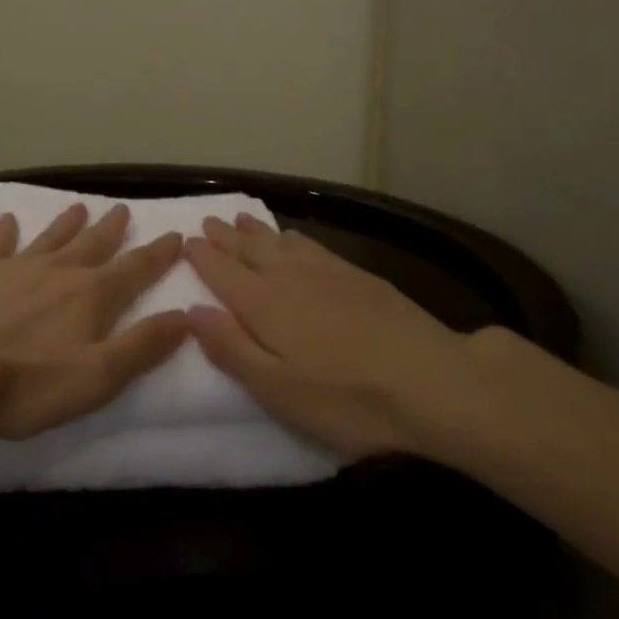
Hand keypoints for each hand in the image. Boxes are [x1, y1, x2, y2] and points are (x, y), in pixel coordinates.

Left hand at [0, 203, 189, 439]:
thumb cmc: (27, 383)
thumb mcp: (97, 377)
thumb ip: (142, 346)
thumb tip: (185, 315)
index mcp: (92, 295)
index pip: (135, 269)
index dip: (158, 253)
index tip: (176, 235)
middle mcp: (60, 271)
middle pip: (94, 244)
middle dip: (113, 229)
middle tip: (124, 209)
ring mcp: (17, 267)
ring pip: (51, 237)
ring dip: (67, 222)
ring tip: (80, 206)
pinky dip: (5, 231)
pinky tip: (7, 220)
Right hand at [185, 214, 471, 456]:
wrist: (432, 379)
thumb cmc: (347, 399)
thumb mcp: (278, 390)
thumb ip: (231, 348)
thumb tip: (192, 310)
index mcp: (264, 305)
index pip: (224, 273)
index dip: (203, 257)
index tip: (186, 242)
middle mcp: (289, 277)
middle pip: (250, 250)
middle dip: (226, 237)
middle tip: (207, 221)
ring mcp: (326, 272)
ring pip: (280, 242)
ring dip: (256, 231)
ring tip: (241, 219)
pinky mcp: (358, 274)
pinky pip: (311, 244)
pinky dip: (292, 236)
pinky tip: (293, 238)